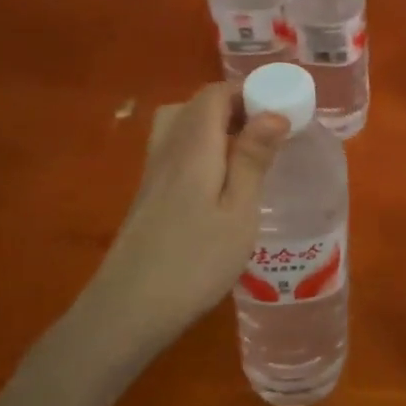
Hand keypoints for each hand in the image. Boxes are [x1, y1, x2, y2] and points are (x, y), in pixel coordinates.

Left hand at [87, 83, 288, 355]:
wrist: (127, 312)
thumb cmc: (194, 262)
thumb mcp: (238, 212)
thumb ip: (253, 159)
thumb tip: (273, 113)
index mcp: (193, 147)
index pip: (213, 94)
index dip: (246, 93)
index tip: (279, 112)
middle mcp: (168, 151)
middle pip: (195, 106)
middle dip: (233, 109)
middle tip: (265, 135)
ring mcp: (152, 175)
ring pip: (181, 128)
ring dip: (215, 129)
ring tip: (245, 157)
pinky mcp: (147, 198)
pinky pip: (175, 153)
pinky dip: (201, 151)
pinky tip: (219, 186)